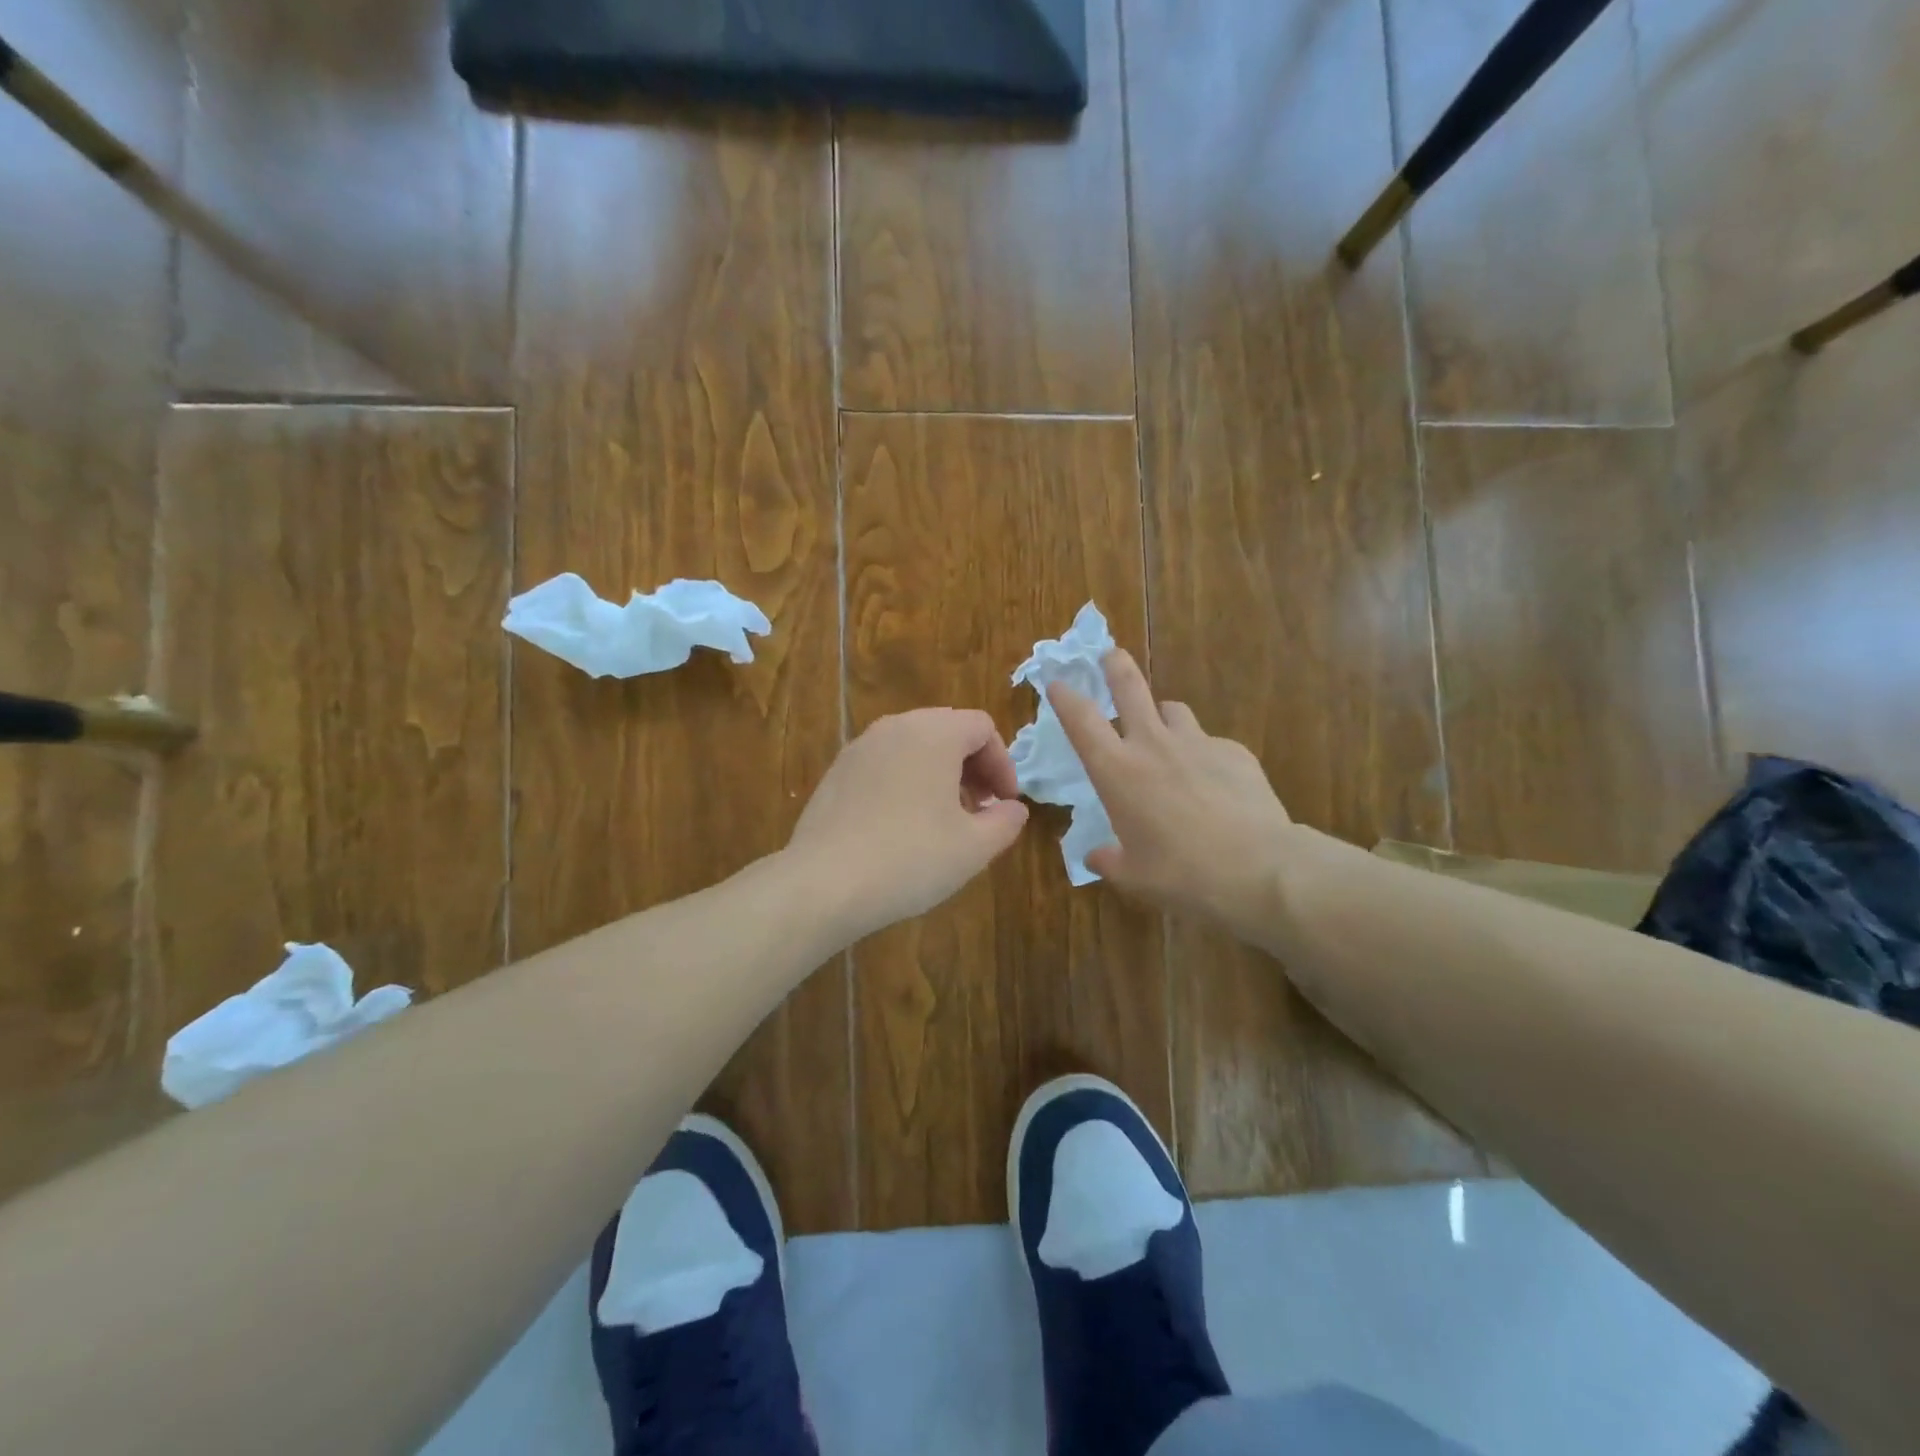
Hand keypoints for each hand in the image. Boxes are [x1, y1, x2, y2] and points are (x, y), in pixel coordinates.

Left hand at [787, 708, 1029, 941]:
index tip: (1006, 804)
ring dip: (939, 774)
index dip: (1003, 764)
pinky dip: (906, 781)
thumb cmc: (910, 859)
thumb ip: (1005, 821)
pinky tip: (903, 826)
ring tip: (944, 819)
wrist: (824, 883)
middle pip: (947, 730)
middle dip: (972, 766)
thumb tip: (1012, 808)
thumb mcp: (974, 847)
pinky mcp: (836, 772)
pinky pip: (884, 764)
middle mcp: (894, 727)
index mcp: (933, 733)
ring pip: (913, 746)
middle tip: (980, 809)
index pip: (982, 727)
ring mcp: (859, 748)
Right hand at [1049, 650, 1293, 946]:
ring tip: (1167, 737)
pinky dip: (1204, 755)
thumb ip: (1109, 860)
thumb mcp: (1134, 876)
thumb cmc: (1181, 874)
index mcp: (1117, 771)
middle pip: (1129, 687)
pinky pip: (1211, 744)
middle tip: (1110, 655)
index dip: (1065, 697)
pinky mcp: (1234, 752)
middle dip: (1115, 666)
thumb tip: (1095, 856)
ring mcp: (1197, 743)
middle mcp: (1153, 745)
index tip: (1056, 681)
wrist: (1259, 869)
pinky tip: (1215, 784)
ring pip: (1173, 710)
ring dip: (1163, 717)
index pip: (1081, 720)